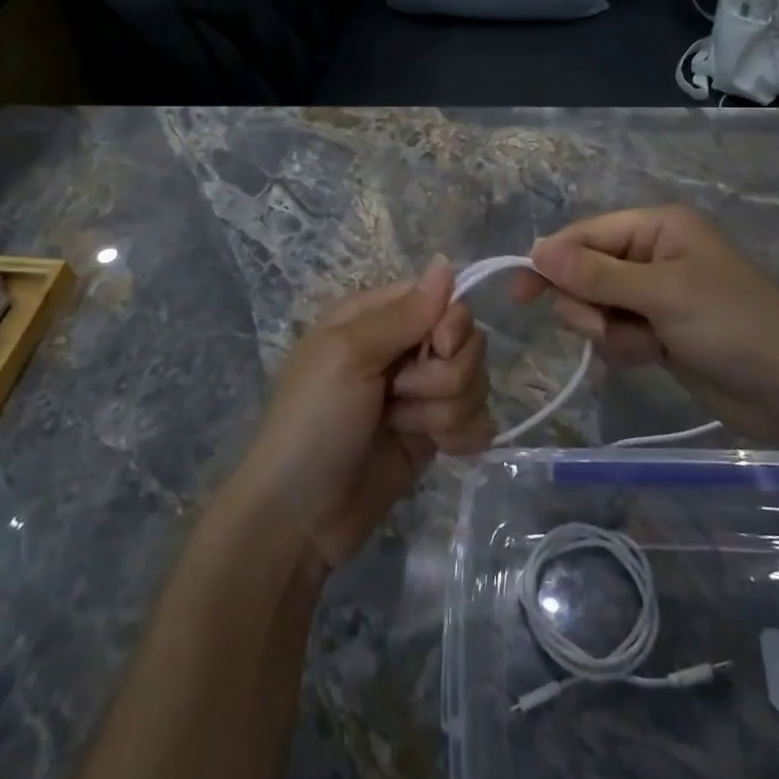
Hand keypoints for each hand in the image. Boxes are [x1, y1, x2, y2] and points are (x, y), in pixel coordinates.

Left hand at [238, 259, 491, 570]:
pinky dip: (462, 436)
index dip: (451, 323)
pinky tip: (438, 450)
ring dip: (445, 411)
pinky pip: (478, 419)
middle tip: (399, 396)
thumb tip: (446, 261)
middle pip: (466, 341)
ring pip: (475, 381)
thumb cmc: (313, 422)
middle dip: (443, 375)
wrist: (300, 518)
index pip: (442, 298)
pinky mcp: (435, 433)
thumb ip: (403, 313)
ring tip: (401, 429)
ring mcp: (421, 392)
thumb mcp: (348, 356)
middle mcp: (404, 348)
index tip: (437, 348)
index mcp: (377, 317)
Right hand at [512, 206, 778, 420]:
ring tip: (643, 345)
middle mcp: (651, 253)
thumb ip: (596, 275)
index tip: (522, 292)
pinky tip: (654, 357)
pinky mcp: (656, 329)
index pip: (586, 235)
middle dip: (588, 303)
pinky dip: (624, 347)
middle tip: (604, 327)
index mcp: (656, 227)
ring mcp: (653, 294)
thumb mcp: (662, 294)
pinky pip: (614, 332)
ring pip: (595, 306)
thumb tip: (537, 251)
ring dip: (607, 330)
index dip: (552, 260)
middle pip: (584, 271)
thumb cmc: (732, 325)